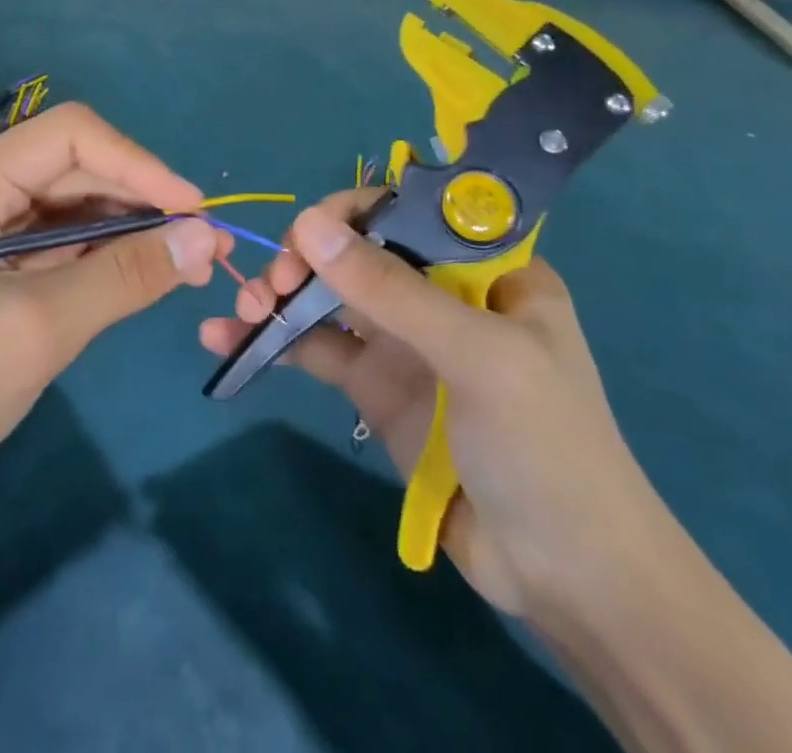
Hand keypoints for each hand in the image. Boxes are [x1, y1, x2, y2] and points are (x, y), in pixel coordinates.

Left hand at [0, 104, 222, 496]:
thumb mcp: (42, 328)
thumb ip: (126, 274)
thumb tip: (208, 236)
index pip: (71, 136)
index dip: (139, 164)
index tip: (194, 211)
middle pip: (77, 165)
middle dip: (143, 198)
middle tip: (206, 243)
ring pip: (77, 199)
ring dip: (133, 225)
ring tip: (191, 259)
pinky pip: (65, 235)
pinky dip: (109, 250)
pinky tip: (147, 270)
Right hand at [200, 189, 666, 618]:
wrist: (567, 581)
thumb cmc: (544, 447)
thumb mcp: (476, 355)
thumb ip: (389, 289)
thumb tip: (307, 224)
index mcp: (483, 268)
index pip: (410, 211)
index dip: (354, 212)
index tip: (310, 232)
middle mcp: (439, 293)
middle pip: (358, 250)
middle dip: (308, 255)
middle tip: (273, 281)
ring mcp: (403, 341)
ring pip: (329, 295)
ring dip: (281, 293)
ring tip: (244, 308)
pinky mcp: (373, 387)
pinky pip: (315, 349)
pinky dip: (273, 340)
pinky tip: (225, 339)